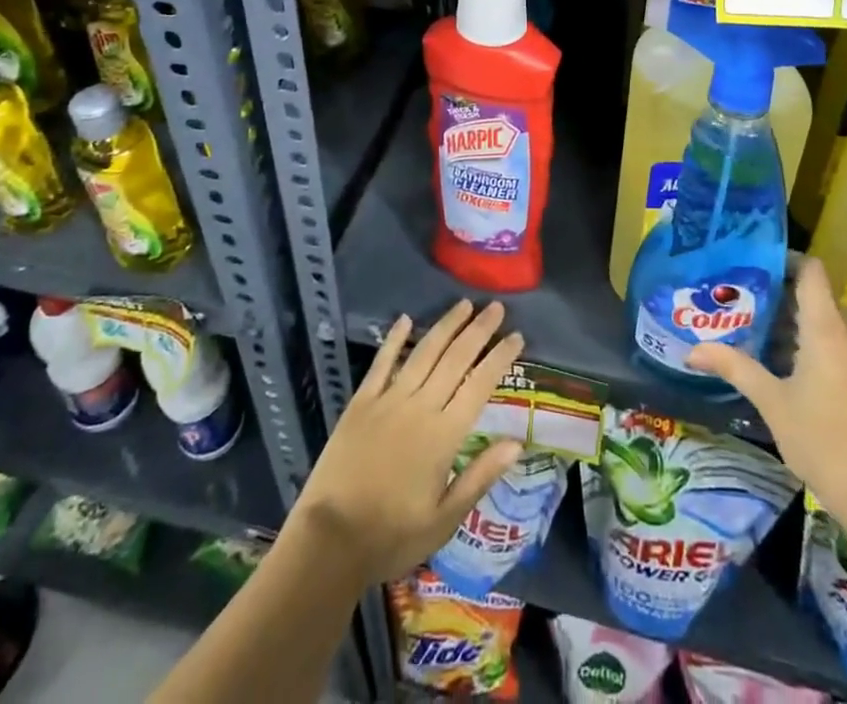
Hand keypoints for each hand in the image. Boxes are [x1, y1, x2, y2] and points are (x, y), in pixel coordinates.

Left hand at [291, 298, 525, 587]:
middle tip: (496, 307)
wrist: (329, 541)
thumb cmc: (393, 536)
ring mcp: (388, 400)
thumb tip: (517, 442)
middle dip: (479, 330)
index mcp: (444, 435)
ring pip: (424, 353)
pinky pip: (382, 363)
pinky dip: (395, 340)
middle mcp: (420, 407)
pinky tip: (405, 320)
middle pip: (455, 359)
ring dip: (446, 326)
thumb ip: (481, 476)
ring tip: (464, 304)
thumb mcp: (445, 519)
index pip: (480, 385)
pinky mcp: (361, 403)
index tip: (517, 336)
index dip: (499, 358)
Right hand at [688, 258, 846, 529]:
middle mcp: (846, 336)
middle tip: (732, 295)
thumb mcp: (772, 402)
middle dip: (772, 293)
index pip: (810, 271)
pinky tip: (771, 359)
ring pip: (817, 323)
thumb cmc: (822, 441)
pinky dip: (800, 343)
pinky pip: (827, 345)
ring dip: (784, 322)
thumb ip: (734, 367)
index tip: (749, 260)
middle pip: (809, 296)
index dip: (784, 258)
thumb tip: (692, 349)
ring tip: (744, 324)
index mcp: (826, 330)